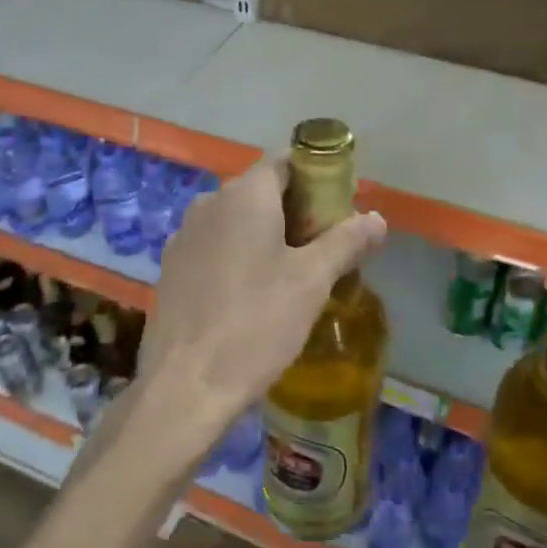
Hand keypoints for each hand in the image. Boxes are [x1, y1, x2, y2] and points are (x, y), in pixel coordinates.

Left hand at [133, 158, 385, 473]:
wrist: (185, 385)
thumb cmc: (256, 324)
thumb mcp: (312, 282)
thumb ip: (346, 242)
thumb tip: (377, 218)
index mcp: (244, 195)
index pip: (284, 162)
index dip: (316, 177)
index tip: (338, 207)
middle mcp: (207, 203)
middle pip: (259, 191)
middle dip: (295, 211)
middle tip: (324, 249)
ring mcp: (183, 236)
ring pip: (234, 222)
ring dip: (265, 237)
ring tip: (291, 276)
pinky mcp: (170, 269)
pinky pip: (213, 248)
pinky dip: (237, 257)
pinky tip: (251, 296)